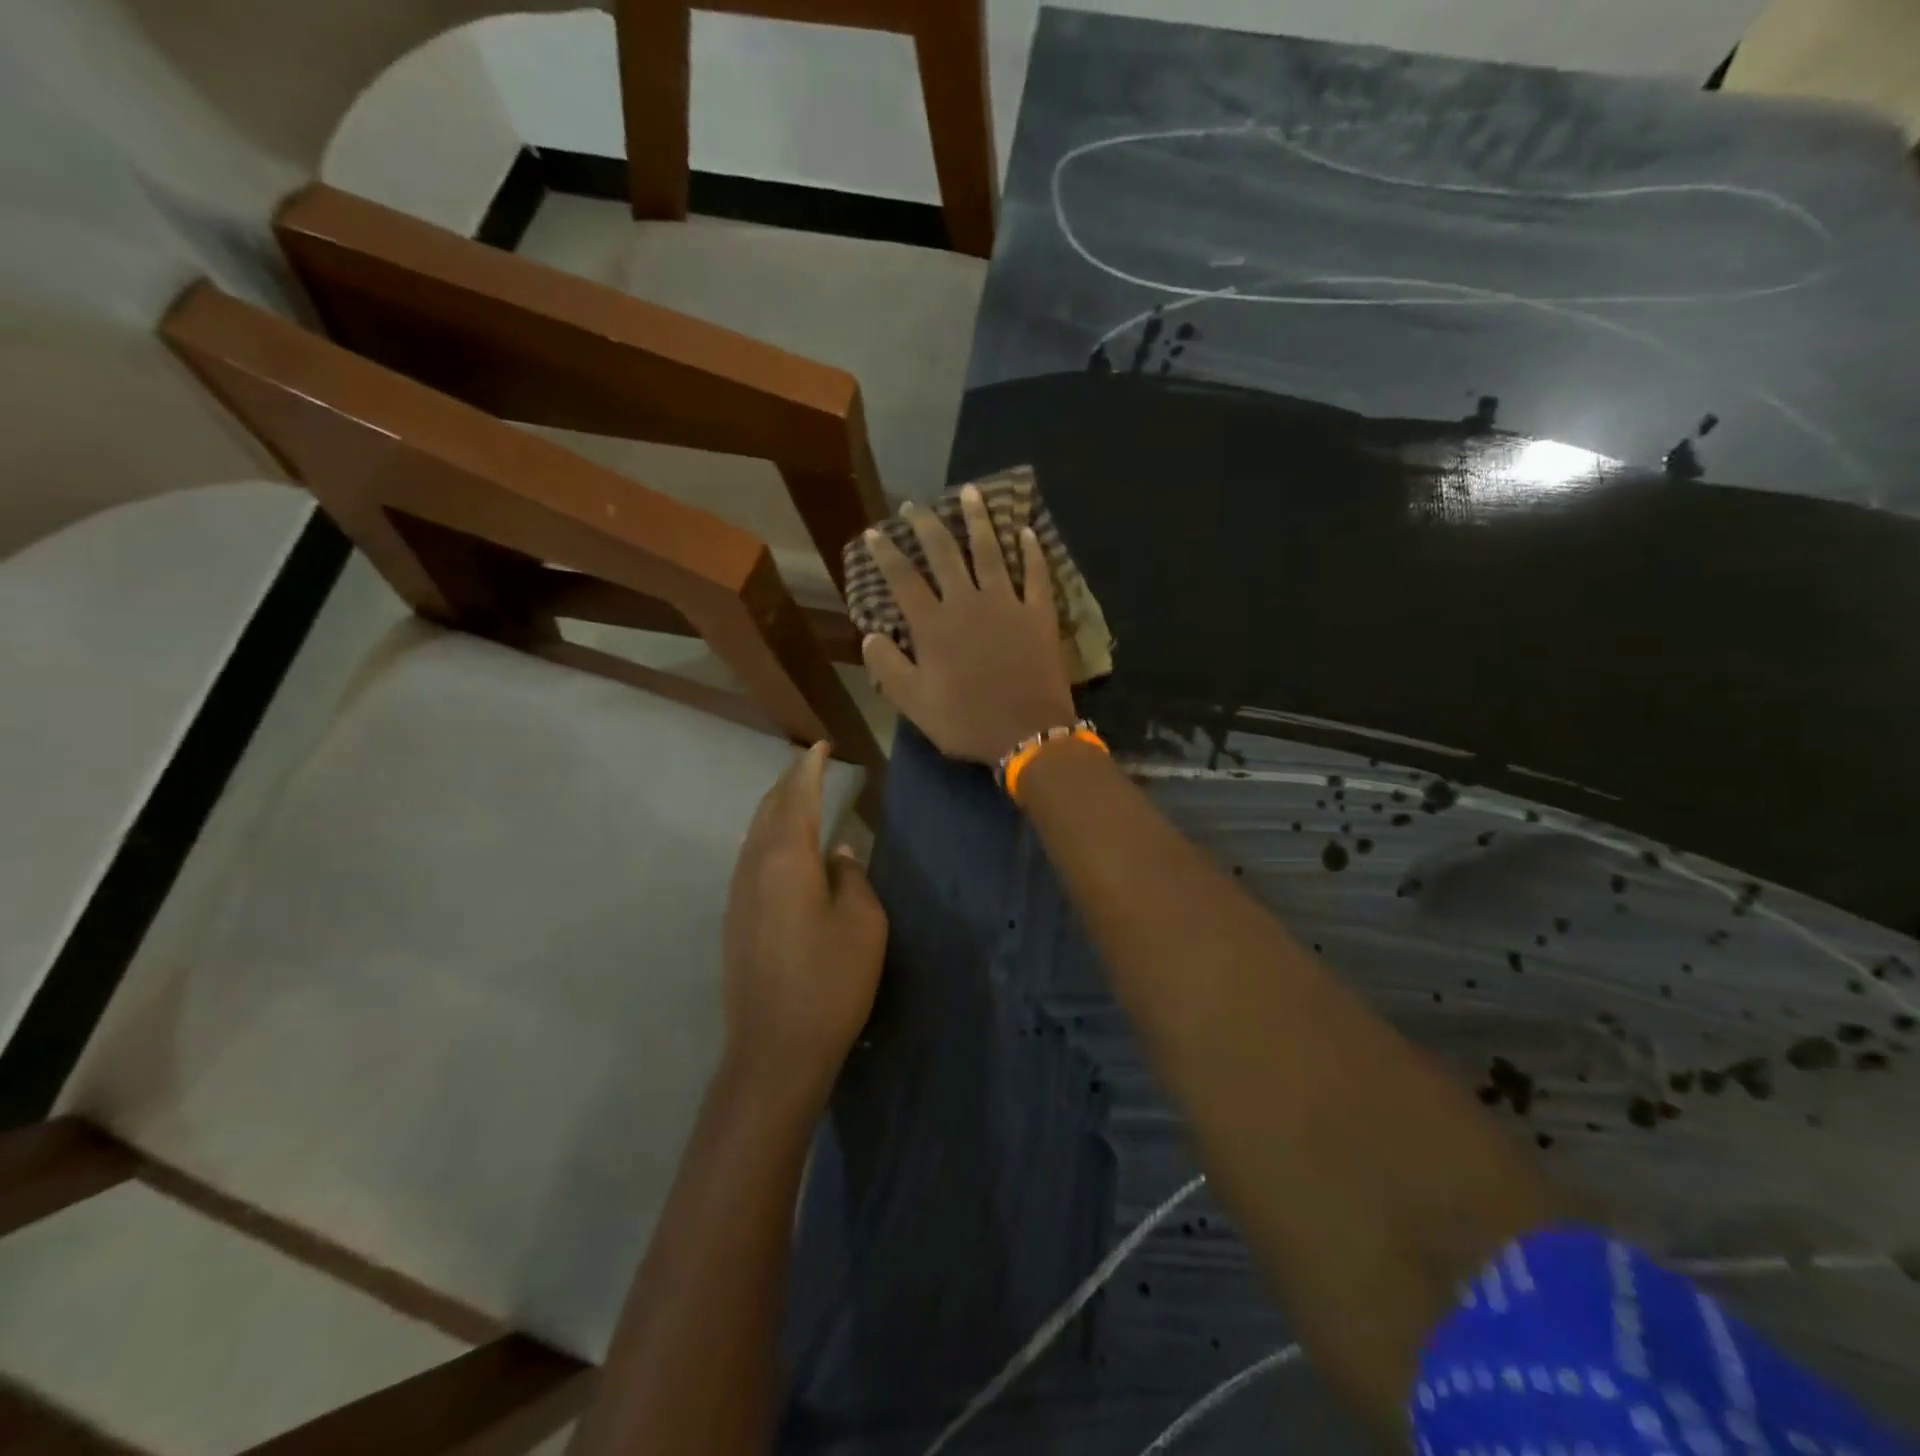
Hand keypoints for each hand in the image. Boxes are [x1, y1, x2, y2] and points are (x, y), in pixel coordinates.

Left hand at [722, 741, 887, 1109]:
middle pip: (769, 810)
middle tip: (810, 764)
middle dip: (788, 783)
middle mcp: (754, 867)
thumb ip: (851, 877)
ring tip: (797, 797)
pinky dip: (768, 838)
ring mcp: (739, 895)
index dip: (809, 767)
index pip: (797, 797)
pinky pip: (751, 859)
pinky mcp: (735, 920)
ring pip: (755, 834)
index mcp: (787, 858)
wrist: (775, 1050)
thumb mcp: (863, 922)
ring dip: (776, 809)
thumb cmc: (830, 981)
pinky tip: (779, 846)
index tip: (821, 745)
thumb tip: (838, 853)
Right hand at [860, 486, 1078, 764]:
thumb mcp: (914, 704)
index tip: (877, 532)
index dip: (887, 553)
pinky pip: (1035, 573)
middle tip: (916, 505)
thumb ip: (888, 667)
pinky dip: (1031, 550)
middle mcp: (967, 603)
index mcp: (933, 625)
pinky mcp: (1039, 613)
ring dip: (979, 519)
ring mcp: (1006, 603)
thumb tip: (870, 634)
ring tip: (970, 492)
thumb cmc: (966, 721)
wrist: (1027, 733)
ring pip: (989, 551)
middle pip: (944, 553)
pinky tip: (1026, 530)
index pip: (903, 579)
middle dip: (926, 525)